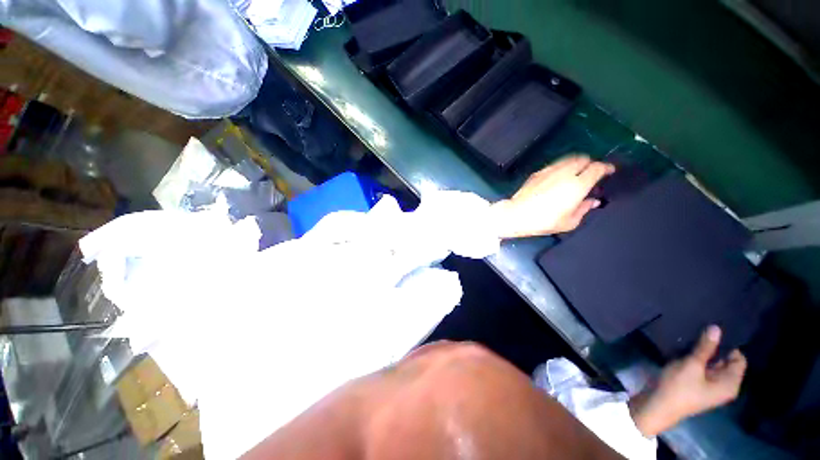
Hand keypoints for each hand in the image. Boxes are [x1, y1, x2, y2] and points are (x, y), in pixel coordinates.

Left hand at [490, 155, 614, 238]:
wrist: (516, 214)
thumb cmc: (543, 221)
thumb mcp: (569, 222)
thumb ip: (584, 209)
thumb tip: (592, 201)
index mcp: (577, 185)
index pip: (597, 168)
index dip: (606, 167)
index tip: (610, 170)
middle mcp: (565, 173)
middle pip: (584, 159)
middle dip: (591, 163)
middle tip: (592, 172)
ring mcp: (549, 171)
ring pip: (569, 159)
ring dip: (577, 163)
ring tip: (577, 172)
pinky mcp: (537, 173)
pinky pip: (555, 164)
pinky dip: (563, 167)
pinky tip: (560, 176)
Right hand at [629, 325, 747, 436]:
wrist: (657, 406)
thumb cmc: (679, 387)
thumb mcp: (691, 365)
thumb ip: (705, 347)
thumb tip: (717, 328)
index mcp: (729, 384)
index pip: (739, 359)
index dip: (729, 345)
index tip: (714, 331)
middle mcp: (724, 385)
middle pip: (725, 361)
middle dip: (714, 348)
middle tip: (700, 332)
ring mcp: (710, 387)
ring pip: (712, 364)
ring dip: (703, 353)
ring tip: (690, 339)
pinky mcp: (697, 386)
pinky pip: (702, 369)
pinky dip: (696, 360)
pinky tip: (684, 350)